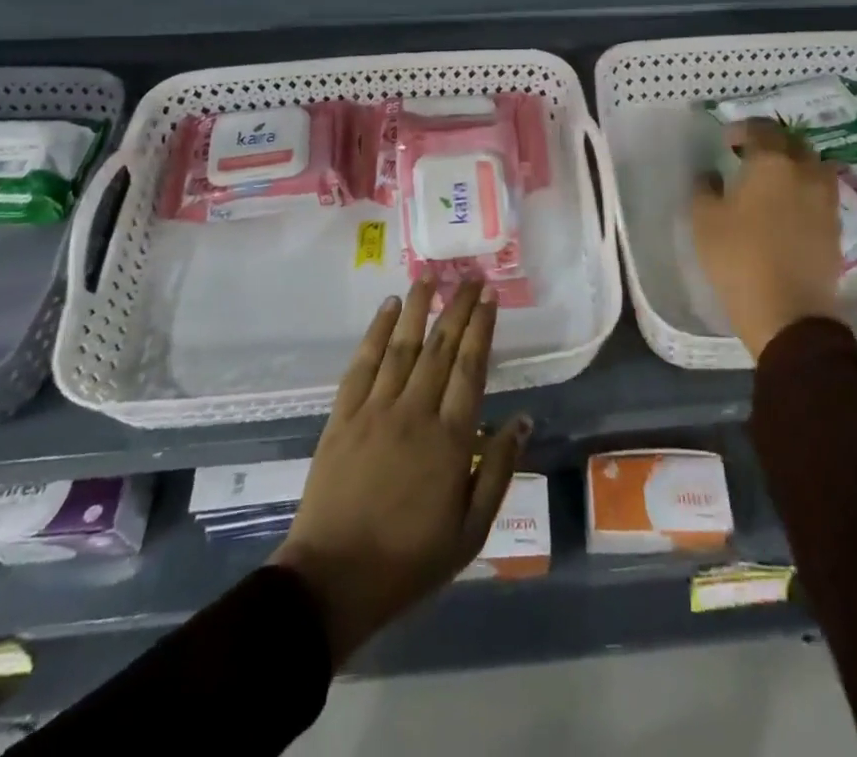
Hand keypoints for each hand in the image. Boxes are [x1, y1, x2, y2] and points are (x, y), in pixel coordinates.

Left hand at [271, 280, 529, 666]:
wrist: (333, 581)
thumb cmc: (409, 560)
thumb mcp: (470, 531)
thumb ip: (497, 471)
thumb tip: (523, 420)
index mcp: (450, 439)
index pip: (471, 367)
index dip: (482, 327)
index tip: (490, 296)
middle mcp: (415, 412)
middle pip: (441, 347)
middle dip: (458, 307)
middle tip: (471, 276)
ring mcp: (375, 410)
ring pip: (402, 346)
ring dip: (419, 308)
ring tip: (431, 276)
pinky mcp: (343, 416)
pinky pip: (362, 363)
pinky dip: (376, 331)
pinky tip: (388, 308)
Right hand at [689, 119, 843, 358]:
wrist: (789, 312)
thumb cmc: (738, 258)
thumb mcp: (705, 220)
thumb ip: (704, 188)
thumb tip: (711, 174)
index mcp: (772, 162)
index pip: (762, 129)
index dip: (743, 129)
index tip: (728, 141)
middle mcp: (805, 171)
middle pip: (793, 142)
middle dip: (772, 142)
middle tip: (751, 155)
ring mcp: (825, 199)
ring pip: (813, 166)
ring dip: (794, 164)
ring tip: (773, 180)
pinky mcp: (835, 225)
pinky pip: (820, 192)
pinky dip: (805, 189)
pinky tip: (787, 206)